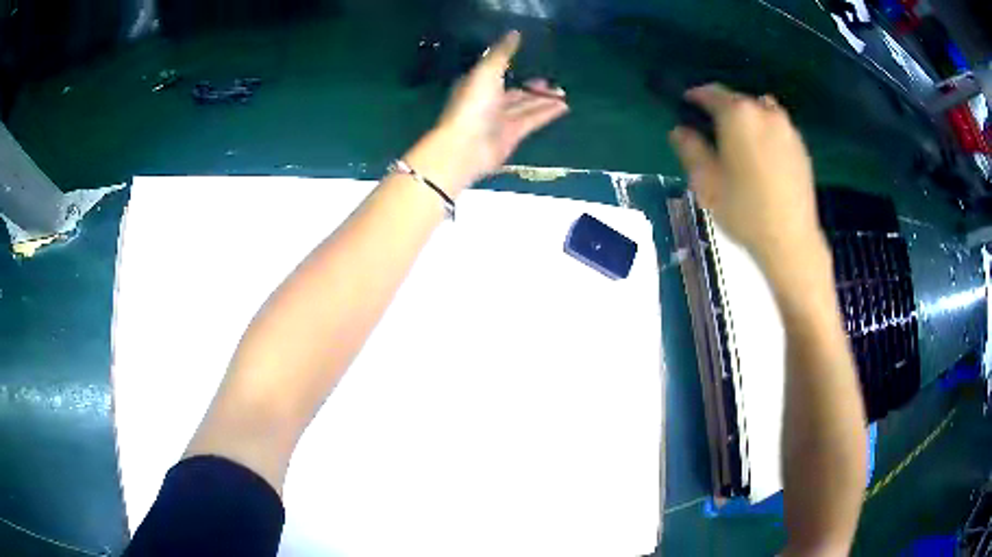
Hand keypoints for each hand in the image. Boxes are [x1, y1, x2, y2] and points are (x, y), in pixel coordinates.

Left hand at [430, 30, 569, 186]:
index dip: (516, 67)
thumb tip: (514, 33)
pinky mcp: (512, 135)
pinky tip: (563, 107)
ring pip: (526, 106)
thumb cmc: (473, 104)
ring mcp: (500, 120)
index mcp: (477, 84)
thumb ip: (502, 53)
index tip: (535, 59)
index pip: (499, 72)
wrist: (466, 146)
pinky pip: (533, 120)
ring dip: (544, 100)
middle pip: (515, 92)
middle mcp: (488, 101)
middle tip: (557, 82)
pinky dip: (547, 113)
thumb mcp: (487, 70)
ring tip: (565, 93)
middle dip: (535, 87)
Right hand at [669, 84, 825, 271]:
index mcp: (738, 115)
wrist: (791, 240)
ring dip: (746, 119)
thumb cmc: (745, 211)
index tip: (685, 107)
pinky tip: (762, 158)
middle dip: (721, 110)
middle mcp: (764, 111)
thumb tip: (680, 130)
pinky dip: (765, 132)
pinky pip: (776, 127)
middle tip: (712, 132)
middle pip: (737, 100)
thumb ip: (690, 149)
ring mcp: (787, 128)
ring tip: (740, 144)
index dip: (694, 97)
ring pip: (760, 111)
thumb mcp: (706, 182)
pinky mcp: (801, 146)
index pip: (710, 93)